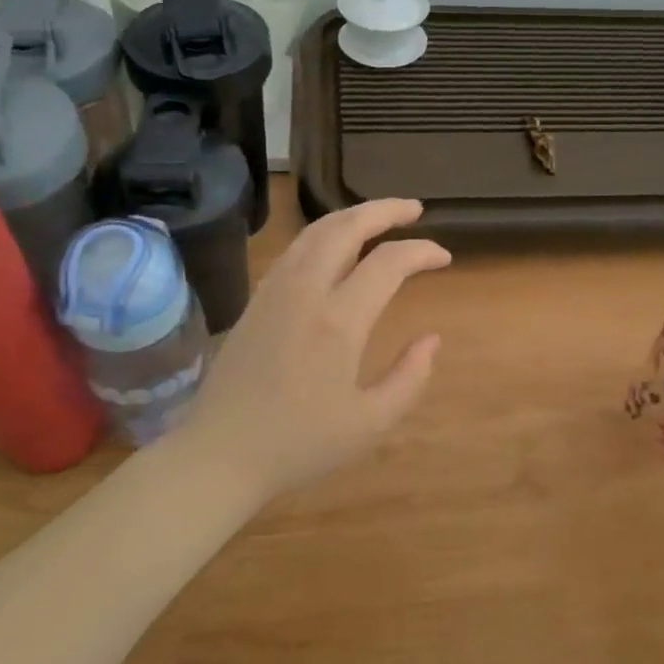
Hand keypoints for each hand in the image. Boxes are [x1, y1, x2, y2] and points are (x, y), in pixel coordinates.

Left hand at [181, 199, 449, 502]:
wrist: (220, 453)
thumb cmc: (299, 444)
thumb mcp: (370, 424)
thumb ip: (409, 378)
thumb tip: (432, 340)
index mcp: (338, 322)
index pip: (388, 263)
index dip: (421, 252)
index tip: (444, 257)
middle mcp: (305, 292)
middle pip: (345, 227)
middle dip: (384, 210)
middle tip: (414, 210)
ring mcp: (275, 291)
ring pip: (315, 232)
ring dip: (351, 216)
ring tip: (379, 217)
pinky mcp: (256, 299)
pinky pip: (294, 249)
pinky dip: (322, 234)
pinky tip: (334, 246)